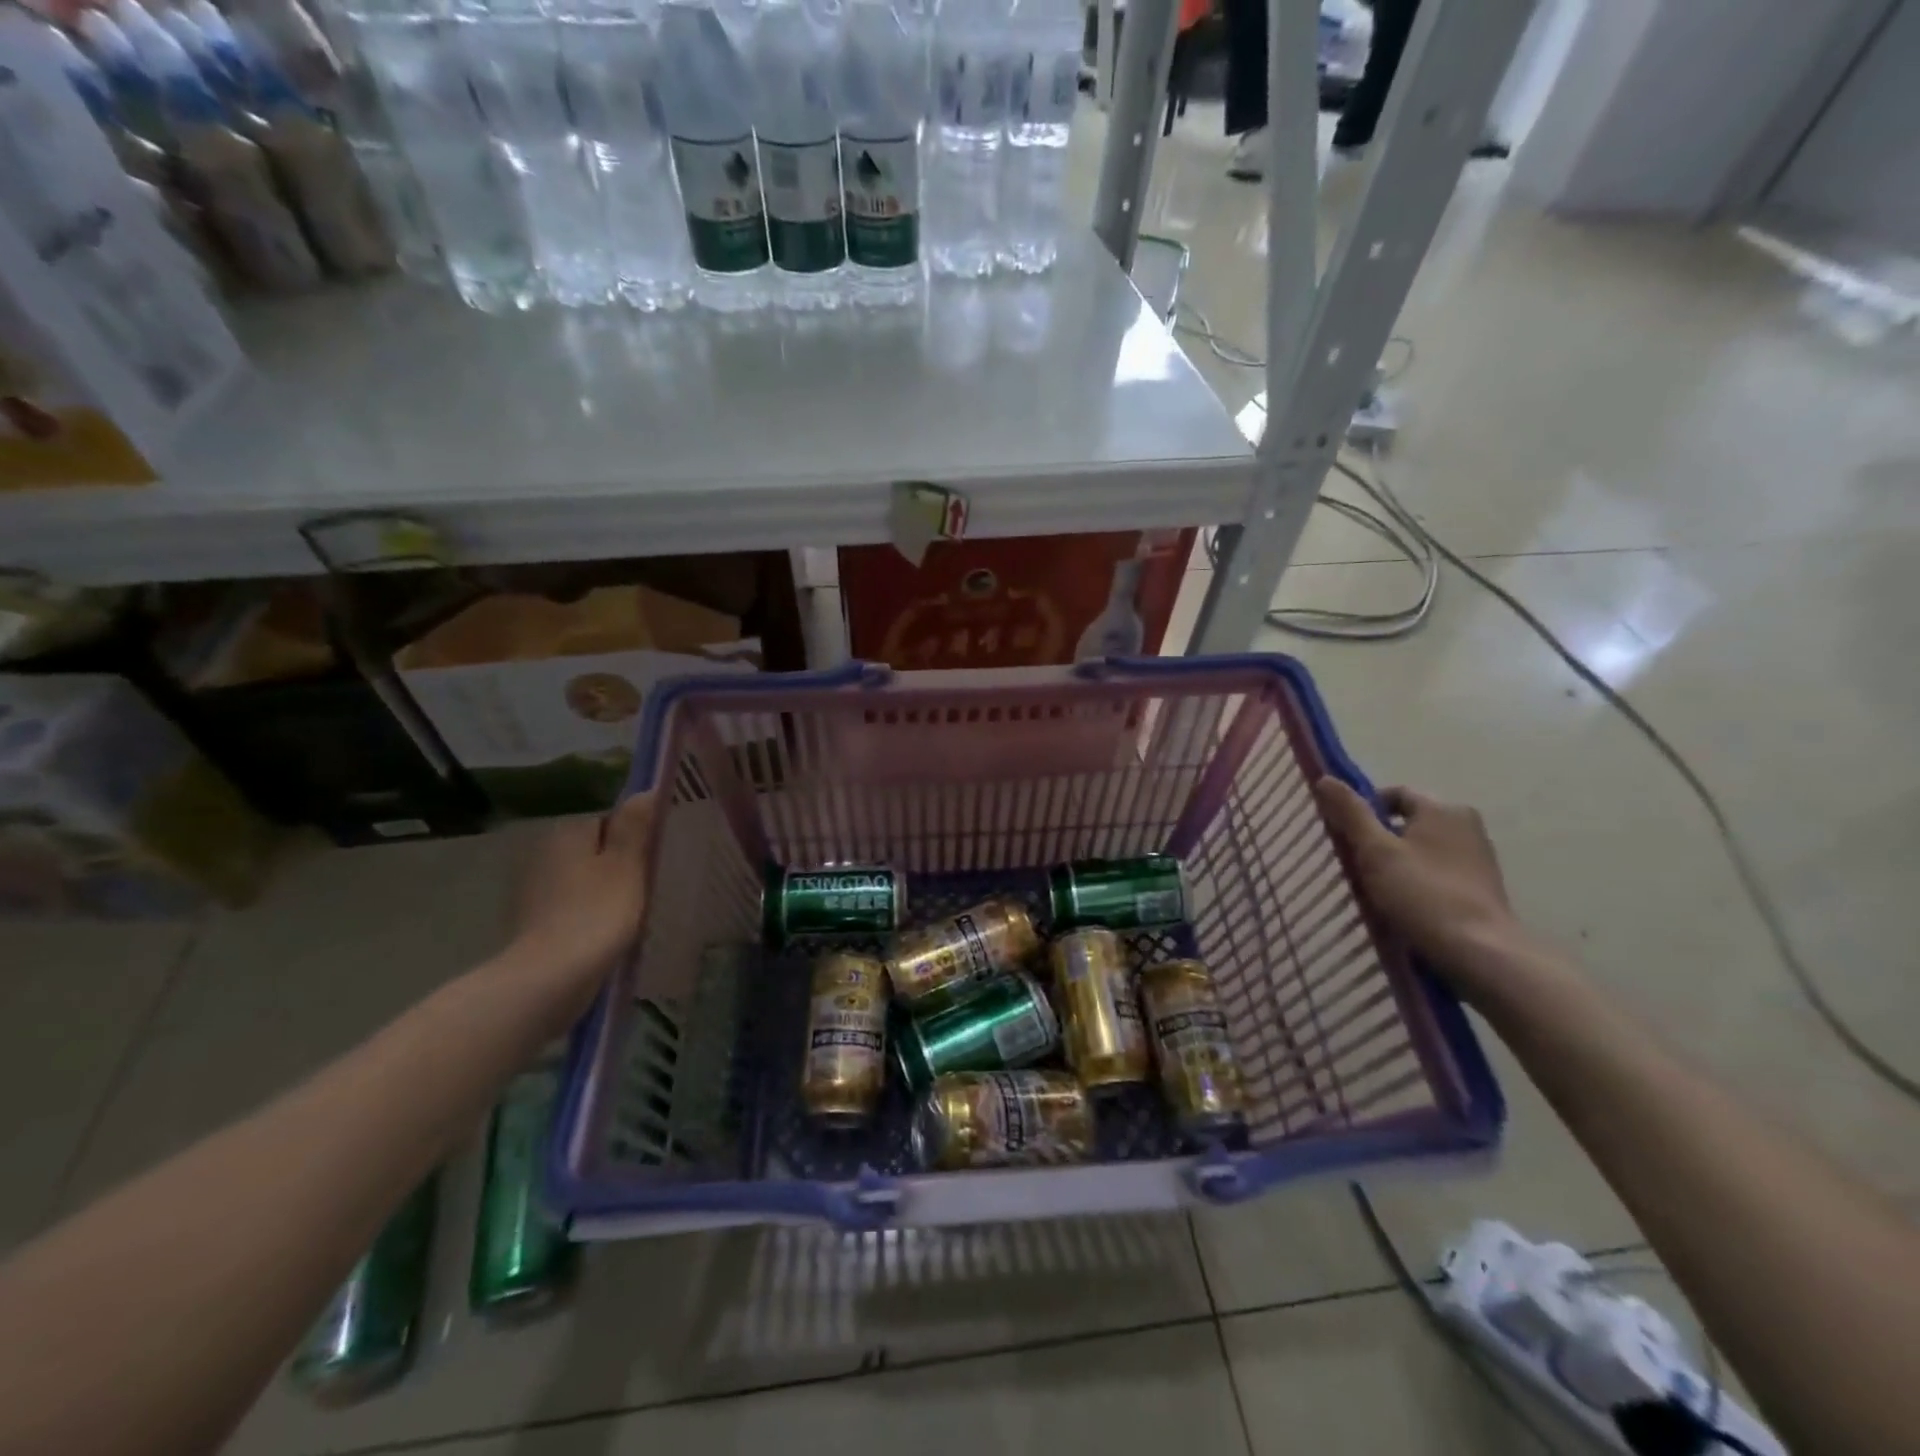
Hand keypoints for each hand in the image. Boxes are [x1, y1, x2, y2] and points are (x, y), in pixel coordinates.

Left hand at [506, 794, 653, 1009]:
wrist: (548, 980)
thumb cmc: (596, 914)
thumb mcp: (627, 865)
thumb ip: (636, 826)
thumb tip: (646, 790)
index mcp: (567, 832)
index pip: (609, 820)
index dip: (635, 838)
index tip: (655, 860)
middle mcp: (543, 852)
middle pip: (595, 850)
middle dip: (619, 865)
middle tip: (650, 887)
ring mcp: (533, 889)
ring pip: (584, 880)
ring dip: (605, 891)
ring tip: (633, 914)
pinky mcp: (532, 923)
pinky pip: (572, 907)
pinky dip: (589, 915)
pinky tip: (607, 933)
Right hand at [1313, 778, 1524, 990]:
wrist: (1480, 952)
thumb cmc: (1422, 894)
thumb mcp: (1375, 850)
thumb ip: (1350, 813)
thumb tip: (1324, 778)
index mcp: (1442, 808)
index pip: (1393, 794)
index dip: (1363, 810)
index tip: (1345, 837)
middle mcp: (1466, 823)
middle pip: (1408, 821)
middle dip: (1380, 838)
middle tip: (1357, 864)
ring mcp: (1478, 855)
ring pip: (1423, 847)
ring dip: (1398, 861)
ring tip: (1378, 888)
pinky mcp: (1482, 884)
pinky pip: (1438, 869)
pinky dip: (1419, 878)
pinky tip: (1406, 903)